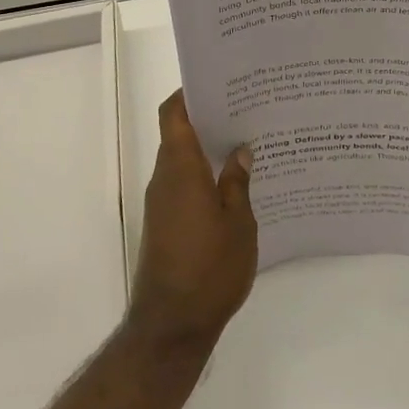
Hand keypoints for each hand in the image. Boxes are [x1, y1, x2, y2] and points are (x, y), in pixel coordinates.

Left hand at [128, 91, 257, 352]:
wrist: (172, 325)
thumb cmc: (209, 268)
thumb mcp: (238, 223)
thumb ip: (238, 182)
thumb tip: (240, 150)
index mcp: (181, 168)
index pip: (173, 114)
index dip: (188, 93)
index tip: (216, 83)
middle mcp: (165, 178)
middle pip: (178, 134)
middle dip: (207, 119)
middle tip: (245, 110)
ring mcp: (162, 202)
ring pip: (182, 161)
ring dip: (207, 150)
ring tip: (246, 144)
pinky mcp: (165, 224)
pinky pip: (183, 185)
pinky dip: (203, 177)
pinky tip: (235, 185)